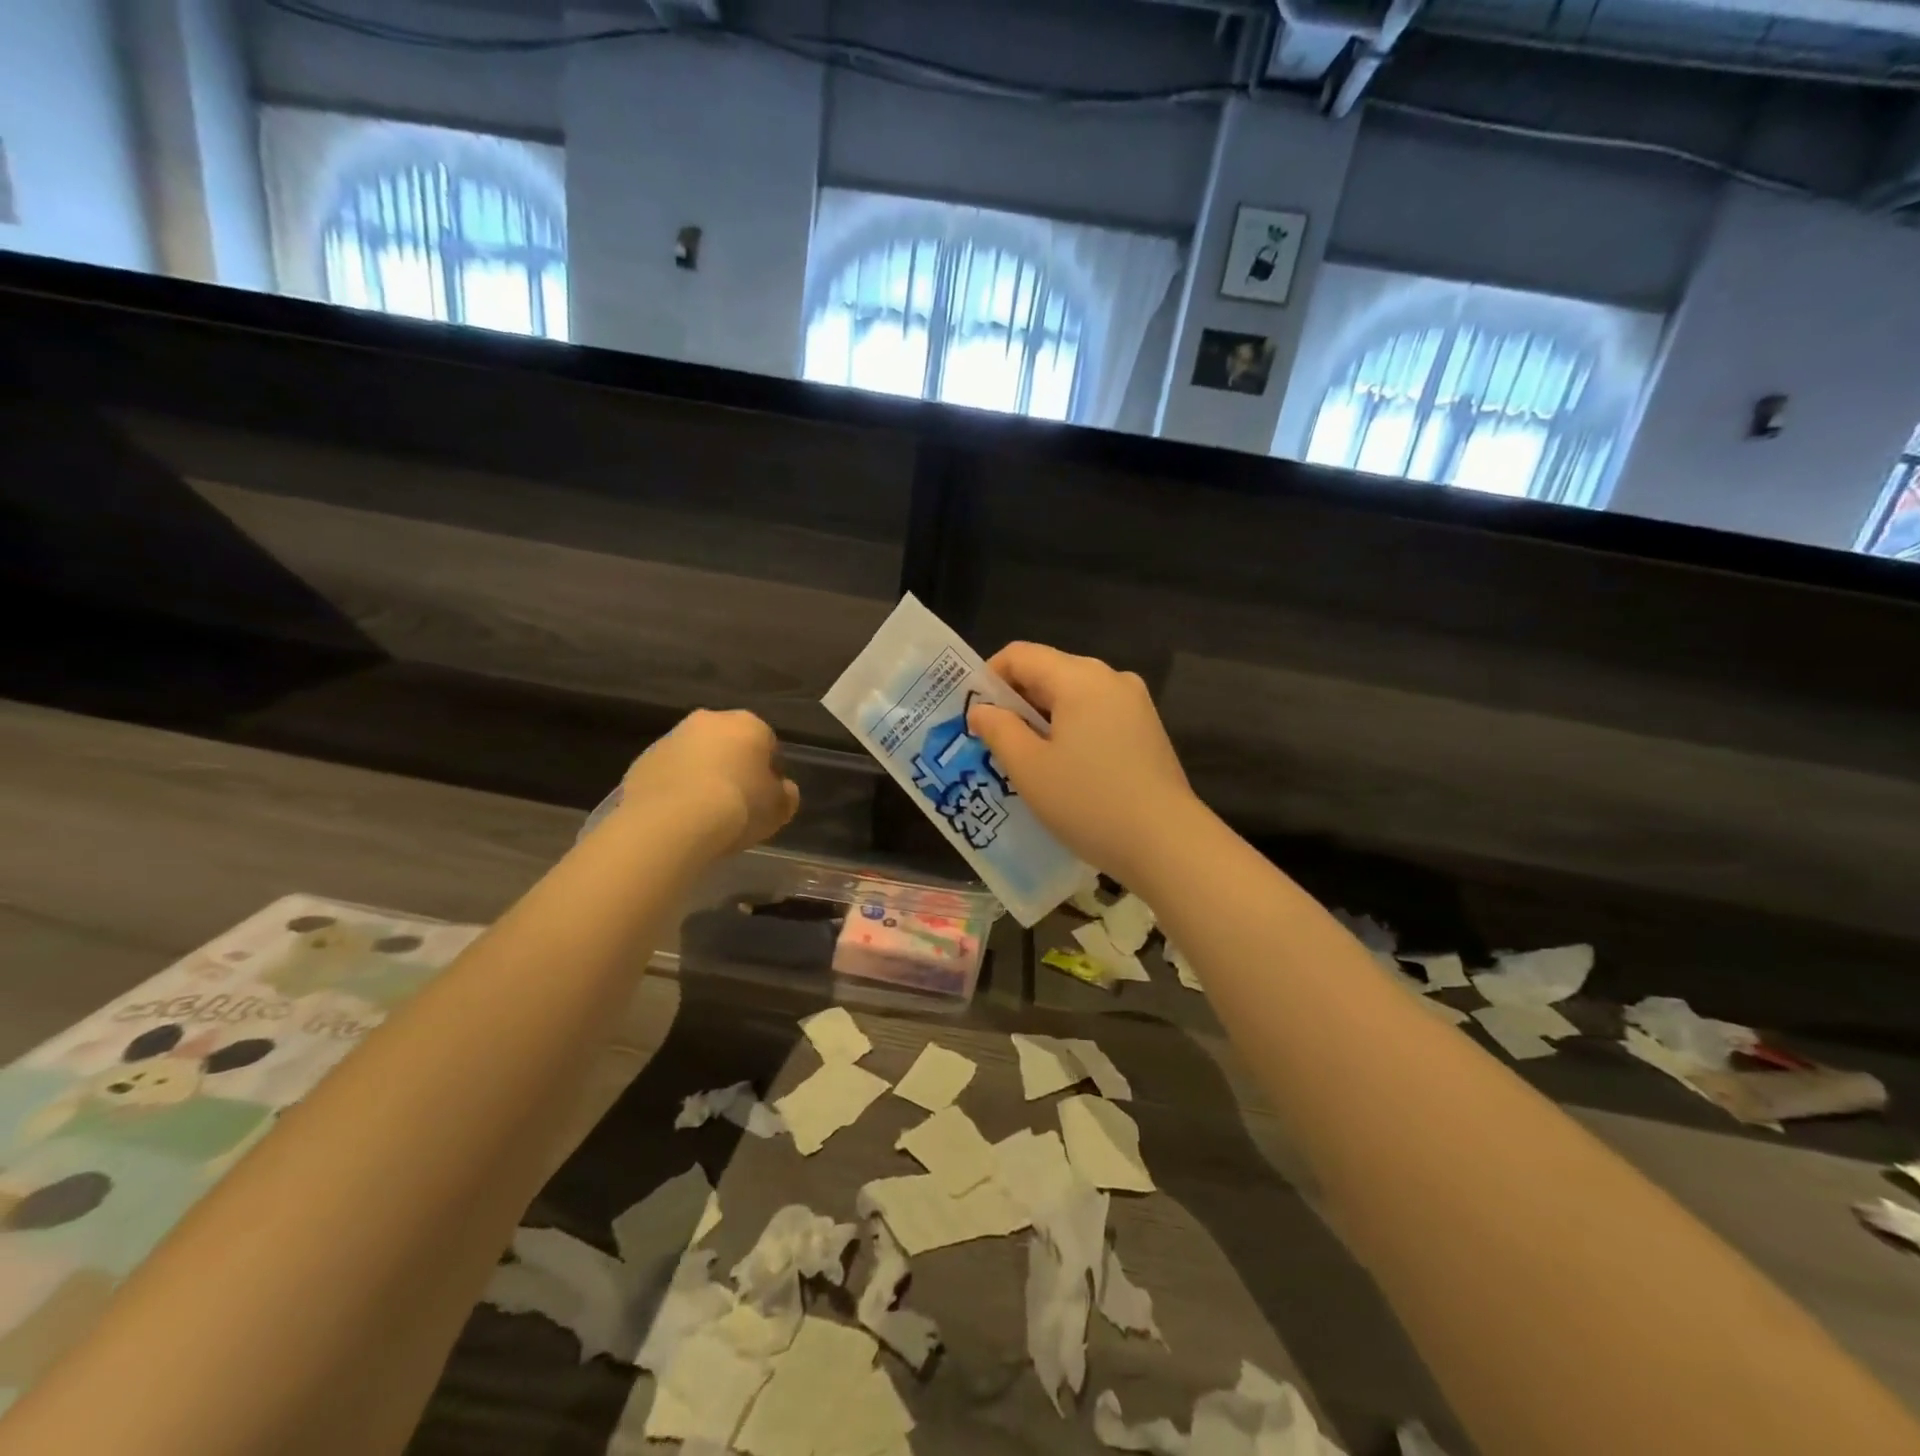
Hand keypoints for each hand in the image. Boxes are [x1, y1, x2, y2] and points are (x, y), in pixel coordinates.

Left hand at [621, 710, 798, 855]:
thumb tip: (782, 788)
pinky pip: (668, 773)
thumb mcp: (779, 809)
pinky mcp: (642, 759)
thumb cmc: (738, 807)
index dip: (768, 770)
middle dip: (732, 765)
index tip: (764, 796)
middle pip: (728, 743)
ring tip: (703, 812)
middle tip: (735, 801)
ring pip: (695, 755)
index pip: (767, 743)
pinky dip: (675, 787)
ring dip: (701, 774)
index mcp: (749, 724)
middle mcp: (710, 721)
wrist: (672, 822)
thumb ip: (785, 794)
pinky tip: (678, 815)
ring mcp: (672, 738)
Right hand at [967, 643, 1195, 884]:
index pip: (1020, 655)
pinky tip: (1064, 770)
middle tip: (992, 742)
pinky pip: (1097, 716)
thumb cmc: (1089, 802)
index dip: (988, 678)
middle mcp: (1111, 678)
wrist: (1167, 843)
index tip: (973, 715)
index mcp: (1079, 677)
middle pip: (1049, 672)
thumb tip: (983, 710)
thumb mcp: (1029, 768)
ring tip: (1025, 760)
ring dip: (1043, 719)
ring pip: (1074, 696)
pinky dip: (1071, 731)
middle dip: (1015, 702)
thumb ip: (999, 730)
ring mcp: (1135, 704)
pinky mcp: (1147, 730)